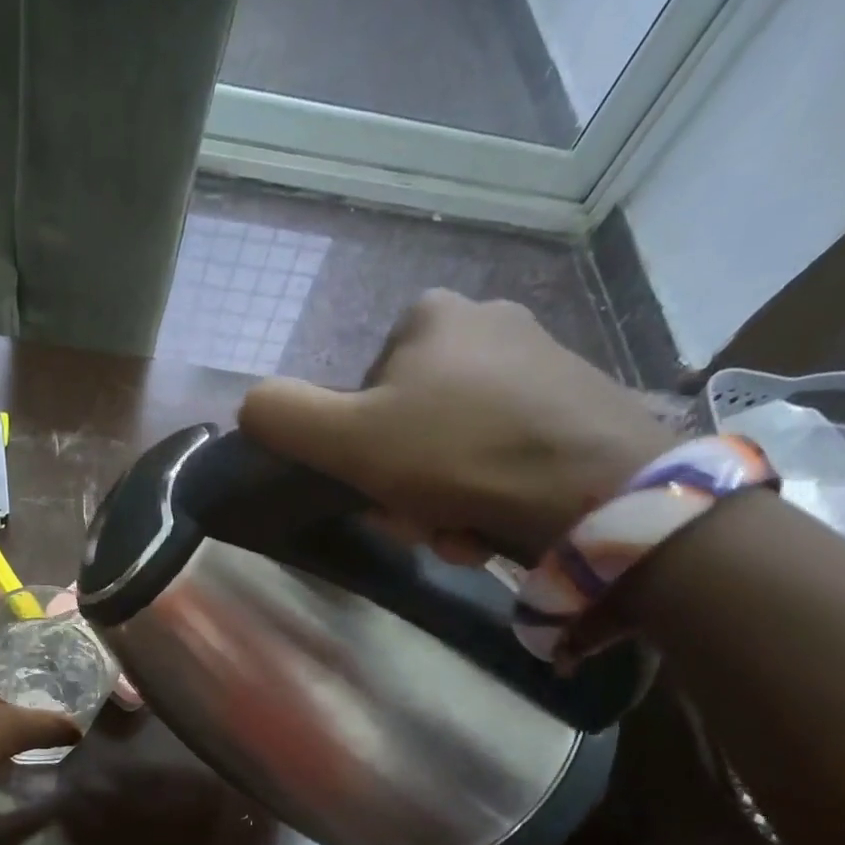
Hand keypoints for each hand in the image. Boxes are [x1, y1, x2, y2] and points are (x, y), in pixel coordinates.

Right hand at [238, 290, 674, 561]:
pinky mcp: (576, 404)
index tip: (376, 488)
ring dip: (442, 498)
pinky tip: (496, 521)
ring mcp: (540, 361)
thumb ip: (282, 416)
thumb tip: (249, 405)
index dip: (357, 450)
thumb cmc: (458, 455)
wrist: (596, 491)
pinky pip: (501, 454)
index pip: (362, 392)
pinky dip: (487, 493)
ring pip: (454, 446)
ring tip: (462, 528)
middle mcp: (488, 322)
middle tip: (420, 519)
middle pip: (409, 423)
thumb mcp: (346, 439)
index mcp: (430, 316)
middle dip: (404, 482)